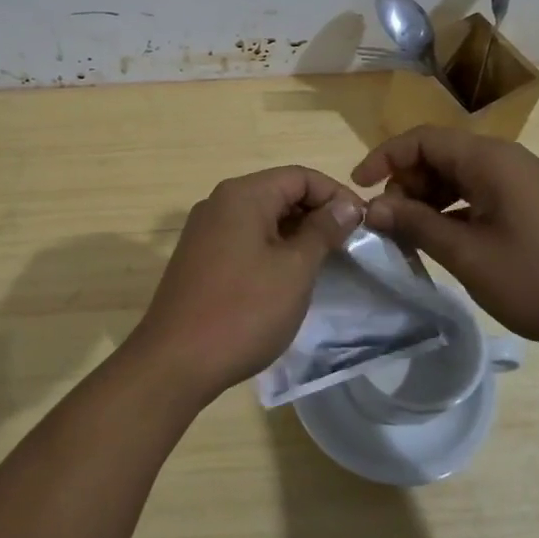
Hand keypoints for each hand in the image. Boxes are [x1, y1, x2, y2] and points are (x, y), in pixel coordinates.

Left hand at [127, 167, 363, 406]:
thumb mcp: (294, 269)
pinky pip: (244, 238)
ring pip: (261, 217)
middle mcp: (219, 203)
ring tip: (324, 263)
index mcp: (242, 195)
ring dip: (295, 233)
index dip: (335, 194)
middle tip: (347, 246)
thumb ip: (323, 231)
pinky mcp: (199, 257)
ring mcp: (204, 231)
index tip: (363, 224)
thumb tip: (345, 205)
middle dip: (316, 213)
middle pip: (279, 192)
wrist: (176, 361)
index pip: (299, 176)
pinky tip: (287, 277)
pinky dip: (271, 248)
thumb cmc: (243, 310)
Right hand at [352, 126, 538, 355]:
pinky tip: (445, 241)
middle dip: (405, 183)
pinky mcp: (531, 203)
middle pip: (438, 154)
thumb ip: (416, 225)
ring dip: (427, 199)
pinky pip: (478, 193)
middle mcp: (504, 159)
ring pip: (457, 176)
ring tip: (411, 237)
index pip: (422, 139)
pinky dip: (452, 210)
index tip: (358, 188)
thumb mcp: (469, 255)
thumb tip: (372, 207)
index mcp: (489, 160)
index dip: (384, 158)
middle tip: (389, 225)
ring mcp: (521, 181)